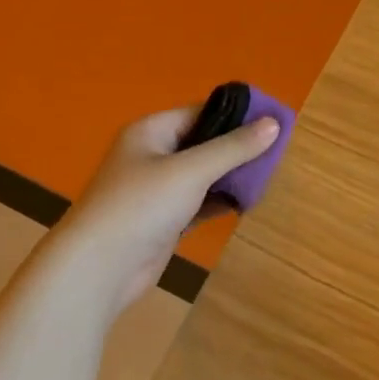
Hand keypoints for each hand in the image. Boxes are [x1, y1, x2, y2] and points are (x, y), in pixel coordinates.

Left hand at [52, 104, 279, 319]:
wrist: (100, 267)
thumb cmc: (141, 206)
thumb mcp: (191, 171)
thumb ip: (233, 148)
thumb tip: (274, 123)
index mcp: (151, 132)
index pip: (200, 112)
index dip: (236, 115)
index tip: (274, 121)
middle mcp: (152, 156)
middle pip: (203, 143)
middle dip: (238, 148)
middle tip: (279, 151)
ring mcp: (157, 190)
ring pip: (203, 175)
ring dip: (232, 176)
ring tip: (271, 175)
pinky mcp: (165, 220)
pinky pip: (200, 202)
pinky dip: (221, 201)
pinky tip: (248, 203)